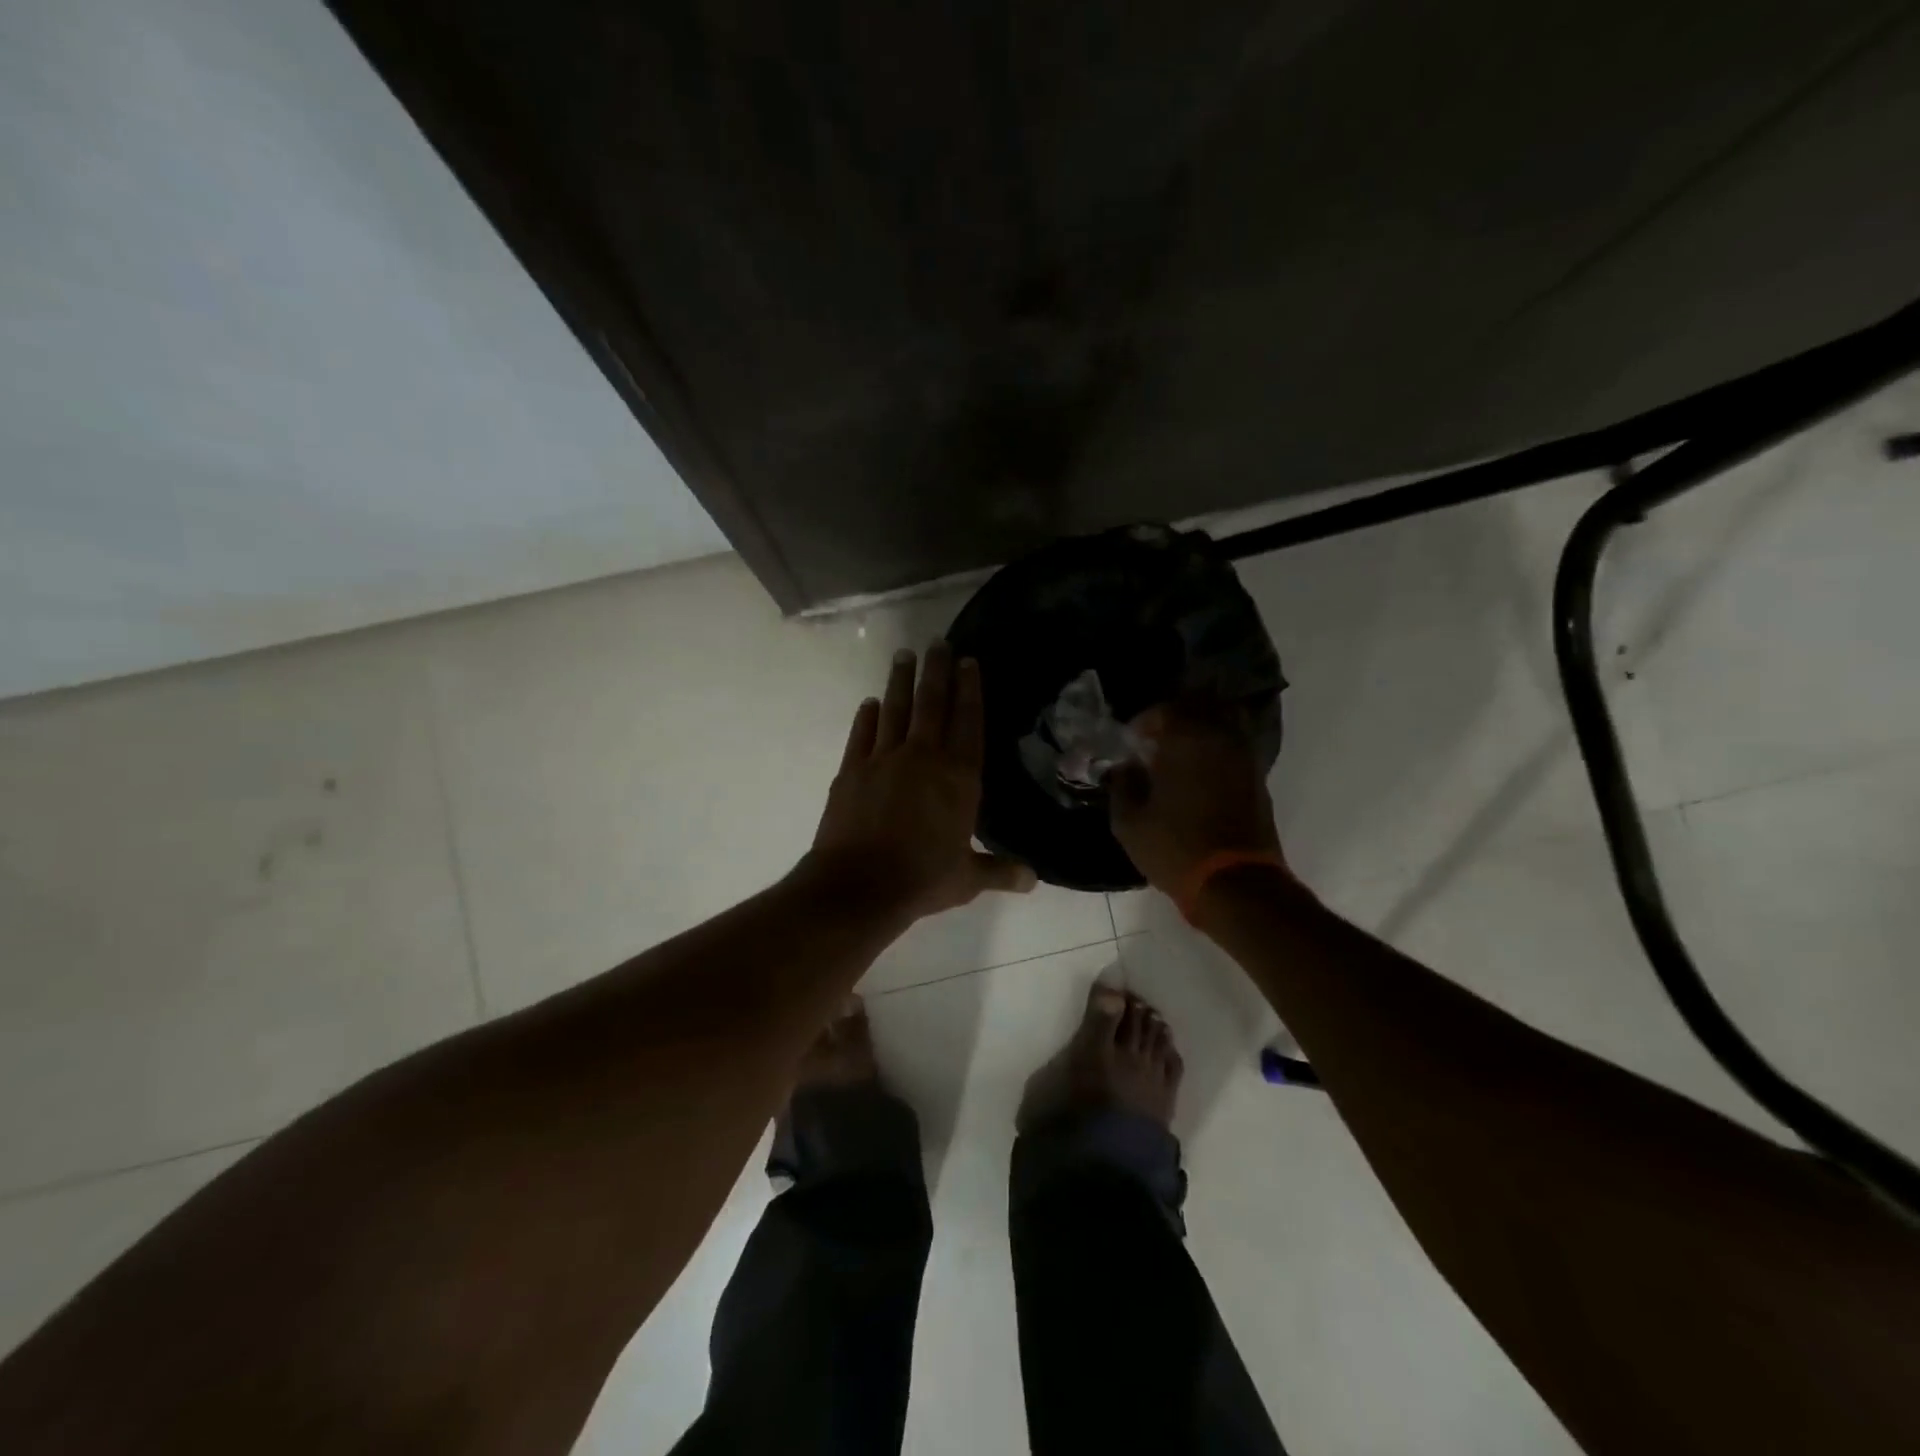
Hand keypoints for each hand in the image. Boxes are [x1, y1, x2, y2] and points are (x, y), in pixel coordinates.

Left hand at [809, 641, 1035, 921]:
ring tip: (904, 654)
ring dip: (901, 680)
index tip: (968, 661)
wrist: (859, 886)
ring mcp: (883, 759)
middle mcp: (923, 757)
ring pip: (896, 709)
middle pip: (932, 704)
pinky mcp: (851, 770)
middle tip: (938, 641)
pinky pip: (862, 733)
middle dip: (937, 670)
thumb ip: (1000, 871)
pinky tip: (871, 702)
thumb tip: (1033, 879)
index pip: (968, 722)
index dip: (970, 690)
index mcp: (959, 777)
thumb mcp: (967, 879)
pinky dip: (867, 716)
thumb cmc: (922, 879)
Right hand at [1108, 699, 1284, 893]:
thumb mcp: (1129, 822)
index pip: (1165, 709)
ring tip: (1180, 753)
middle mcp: (1221, 738)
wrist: (1235, 884)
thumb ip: (1122, 785)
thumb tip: (1125, 766)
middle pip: (1202, 705)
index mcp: (1187, 740)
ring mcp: (1245, 758)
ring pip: (1225, 722)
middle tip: (1157, 737)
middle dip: (1177, 715)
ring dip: (1201, 729)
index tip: (1132, 739)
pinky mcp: (1258, 779)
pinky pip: (1235, 747)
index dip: (1145, 720)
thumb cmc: (1175, 848)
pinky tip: (1199, 773)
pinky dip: (1217, 749)